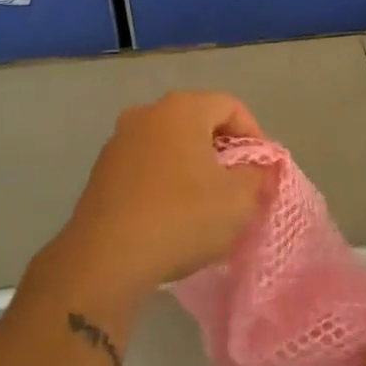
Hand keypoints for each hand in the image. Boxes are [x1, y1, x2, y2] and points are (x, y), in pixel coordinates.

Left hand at [27, 92, 269, 317]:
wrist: (105, 259)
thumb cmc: (181, 218)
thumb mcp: (238, 199)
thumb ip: (258, 175)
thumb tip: (258, 168)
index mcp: (181, 109)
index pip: (231, 107)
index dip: (255, 136)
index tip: (263, 171)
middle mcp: (146, 114)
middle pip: (199, 122)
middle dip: (224, 152)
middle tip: (239, 187)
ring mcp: (118, 142)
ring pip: (171, 145)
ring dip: (194, 167)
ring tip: (207, 204)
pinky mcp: (101, 171)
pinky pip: (147, 166)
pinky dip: (166, 181)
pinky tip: (173, 215)